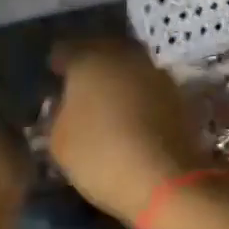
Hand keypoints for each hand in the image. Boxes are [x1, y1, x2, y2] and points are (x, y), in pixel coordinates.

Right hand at [46, 39, 214, 220]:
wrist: (164, 178)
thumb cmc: (100, 155)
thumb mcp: (59, 143)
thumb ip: (56, 116)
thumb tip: (62, 104)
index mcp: (88, 59)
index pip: (65, 50)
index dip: (57, 64)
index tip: (53, 78)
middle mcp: (122, 55)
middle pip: (101, 50)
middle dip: (90, 64)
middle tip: (80, 86)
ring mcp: (153, 71)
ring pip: (128, 65)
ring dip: (118, 78)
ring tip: (108, 101)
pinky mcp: (176, 92)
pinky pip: (147, 85)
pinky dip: (138, 94)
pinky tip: (132, 114)